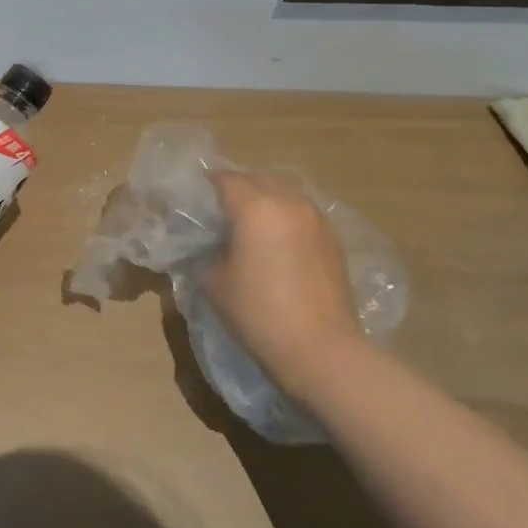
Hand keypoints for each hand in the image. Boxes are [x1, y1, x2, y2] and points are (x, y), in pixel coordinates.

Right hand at [202, 170, 365, 401]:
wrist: (320, 348)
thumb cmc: (258, 311)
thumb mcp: (213, 281)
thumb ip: (206, 253)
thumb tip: (209, 246)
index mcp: (255, 206)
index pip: (225, 179)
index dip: (206, 184)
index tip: (194, 198)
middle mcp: (289, 202)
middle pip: (259, 179)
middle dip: (239, 189)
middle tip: (221, 211)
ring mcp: (316, 220)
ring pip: (285, 194)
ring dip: (266, 202)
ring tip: (250, 227)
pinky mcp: (333, 240)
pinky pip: (302, 215)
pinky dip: (286, 220)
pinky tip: (276, 245)